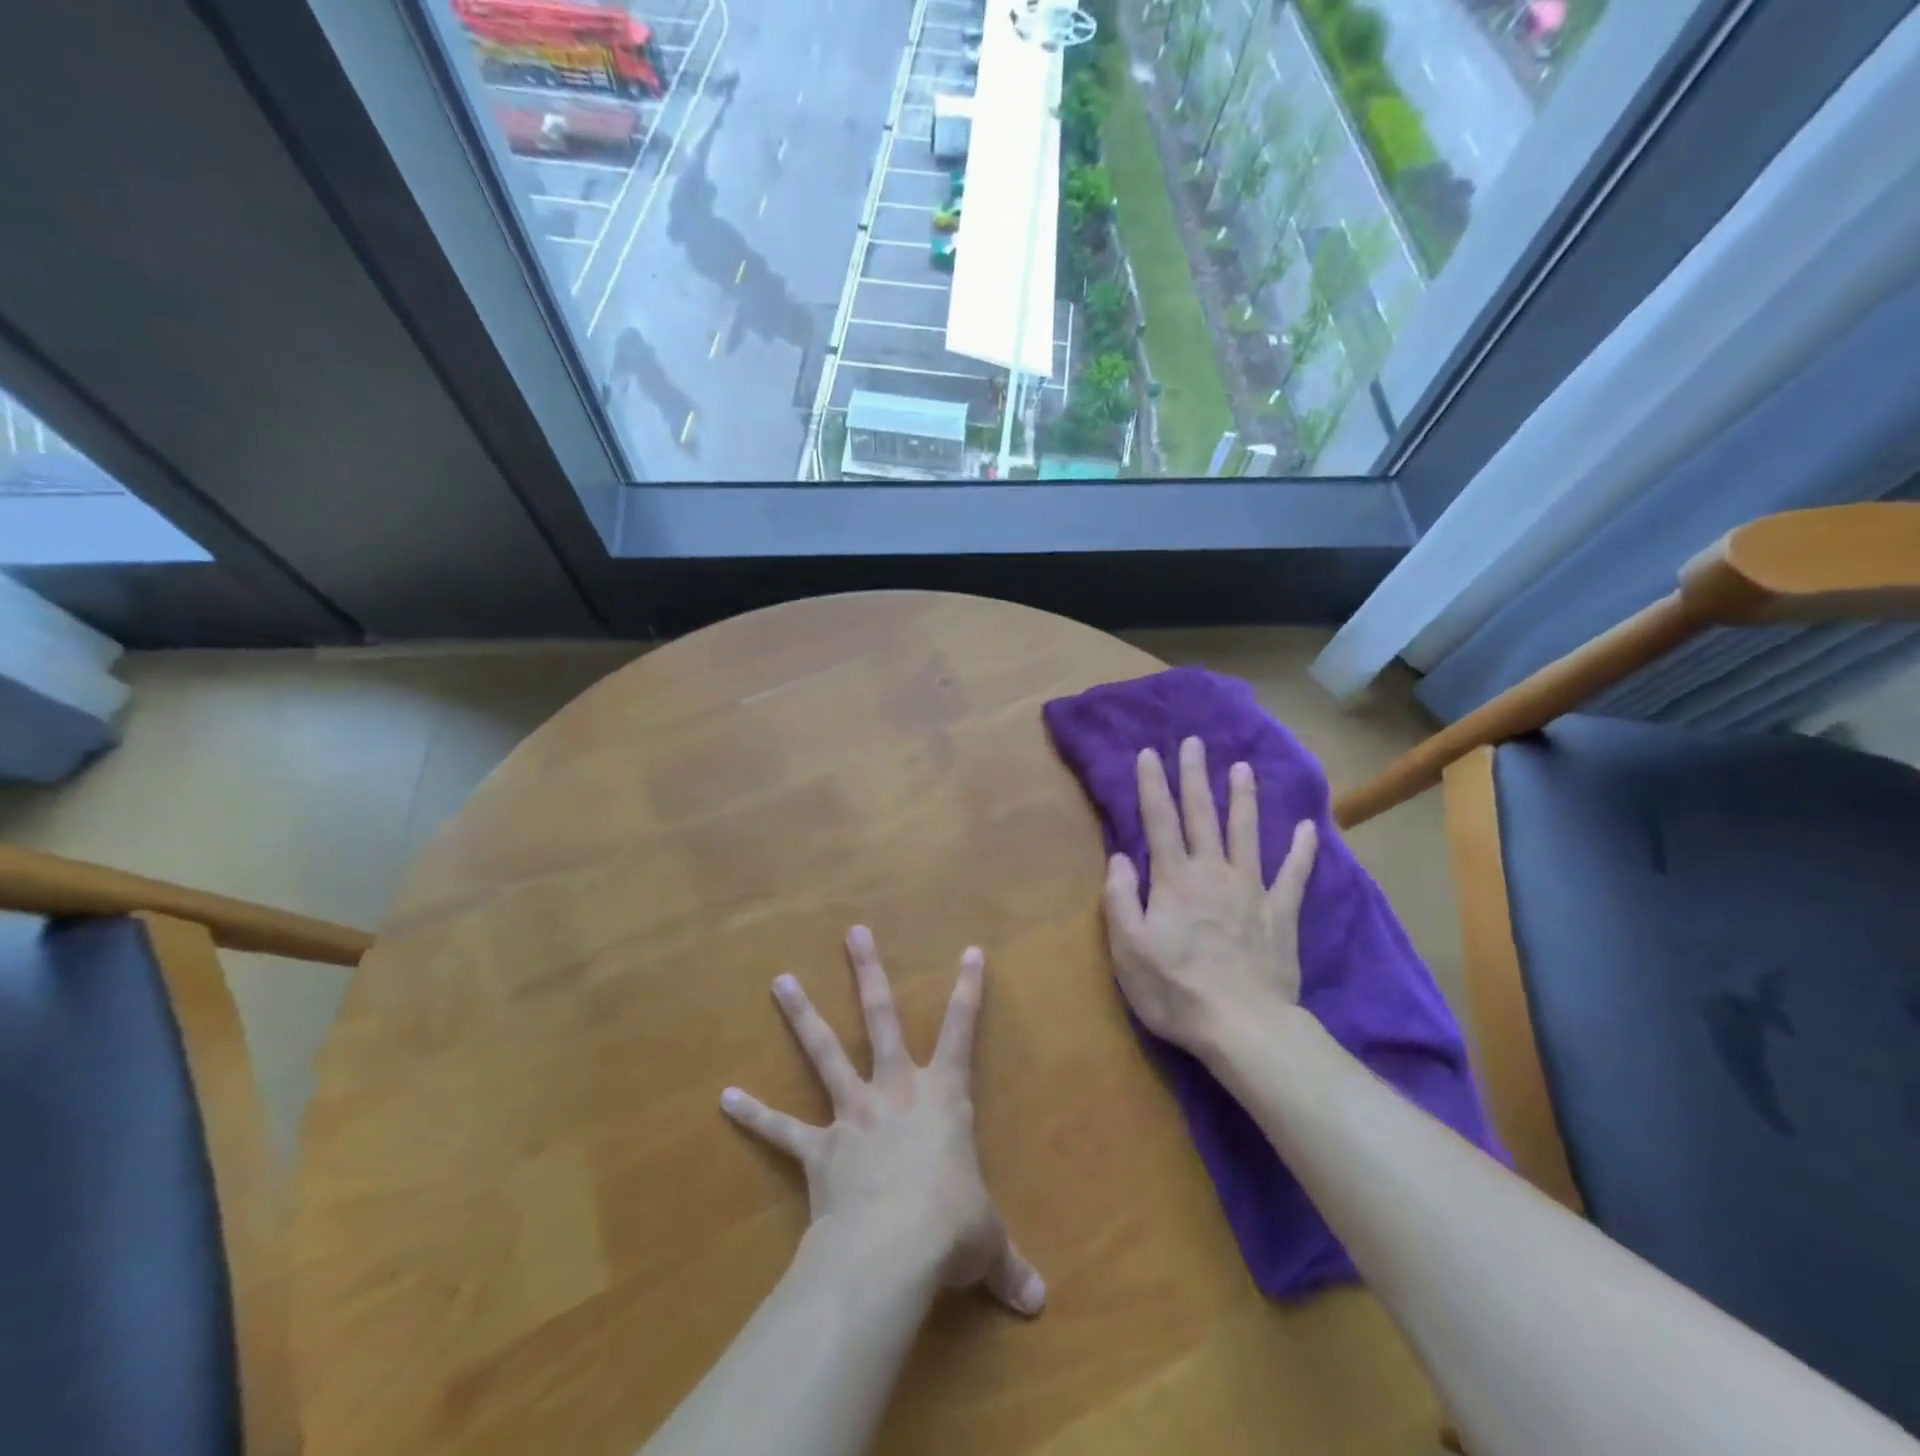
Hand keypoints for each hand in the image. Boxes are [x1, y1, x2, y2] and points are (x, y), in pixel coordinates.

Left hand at [720, 927, 1045, 1316]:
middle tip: (853, 931)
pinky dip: (754, 1115)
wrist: (893, 1251)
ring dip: (803, 1016)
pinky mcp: (819, 1149)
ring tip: (781, 979)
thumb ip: (1008, 1264)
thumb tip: (1038, 1305)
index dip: (969, 991)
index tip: (970, 951)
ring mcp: (853, 1114)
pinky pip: (781, 1129)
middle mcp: (895, 1091)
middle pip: (882, 1018)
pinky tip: (725, 1097)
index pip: (962, 1032)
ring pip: (825, 1052)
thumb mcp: (987, 1242)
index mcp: (942, 1098)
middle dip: (869, 973)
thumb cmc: (951, 1228)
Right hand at [1101, 737, 1318, 1056]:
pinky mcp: (1281, 913)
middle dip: (1194, 776)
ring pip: (1246, 832)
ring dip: (1242, 798)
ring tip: (1242, 767)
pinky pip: (1294, 874)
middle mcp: (1213, 872)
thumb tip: (1120, 857)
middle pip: (1202, 815)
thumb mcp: (1128, 948)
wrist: (1243, 1027)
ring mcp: (1252, 890)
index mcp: (1174, 880)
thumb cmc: (1175, 990)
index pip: (1159, 821)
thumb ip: (1121, 898)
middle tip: (1193, 743)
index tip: (1149, 753)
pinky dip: (1302, 850)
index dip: (1152, 785)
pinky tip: (1309, 827)